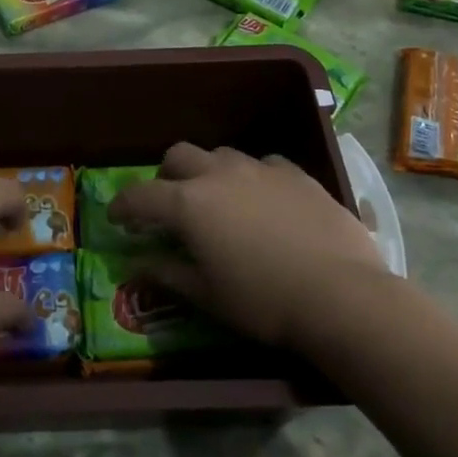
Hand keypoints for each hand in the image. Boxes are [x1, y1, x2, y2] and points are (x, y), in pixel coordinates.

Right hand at [107, 143, 391, 349]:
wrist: (341, 295)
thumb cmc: (263, 301)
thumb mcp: (206, 295)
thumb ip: (167, 273)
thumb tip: (136, 265)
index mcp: (189, 203)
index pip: (140, 195)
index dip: (122, 205)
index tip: (116, 217)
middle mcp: (219, 174)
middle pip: (178, 156)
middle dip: (165, 176)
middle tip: (169, 204)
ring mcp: (261, 170)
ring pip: (221, 155)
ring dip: (209, 172)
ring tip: (218, 200)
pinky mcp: (297, 175)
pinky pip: (264, 165)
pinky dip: (252, 178)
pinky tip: (264, 201)